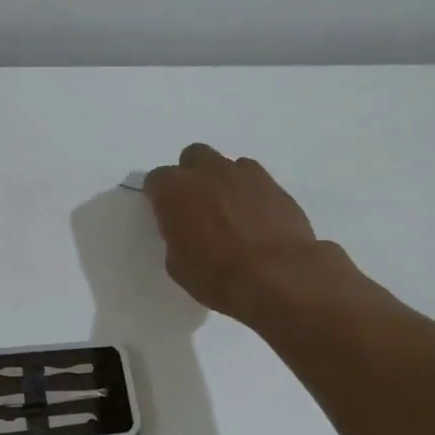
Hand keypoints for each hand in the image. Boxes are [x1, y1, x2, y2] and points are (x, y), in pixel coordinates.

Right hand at [143, 144, 345, 322]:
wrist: (278, 275)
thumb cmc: (217, 276)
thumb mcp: (178, 264)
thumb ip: (176, 235)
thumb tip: (185, 229)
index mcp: (173, 190)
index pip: (156, 180)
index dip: (159, 197)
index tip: (165, 214)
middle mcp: (205, 171)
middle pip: (192, 158)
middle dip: (192, 176)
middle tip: (197, 205)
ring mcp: (242, 173)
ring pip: (225, 165)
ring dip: (222, 182)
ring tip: (230, 211)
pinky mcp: (273, 183)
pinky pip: (253, 177)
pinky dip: (249, 191)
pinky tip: (255, 216)